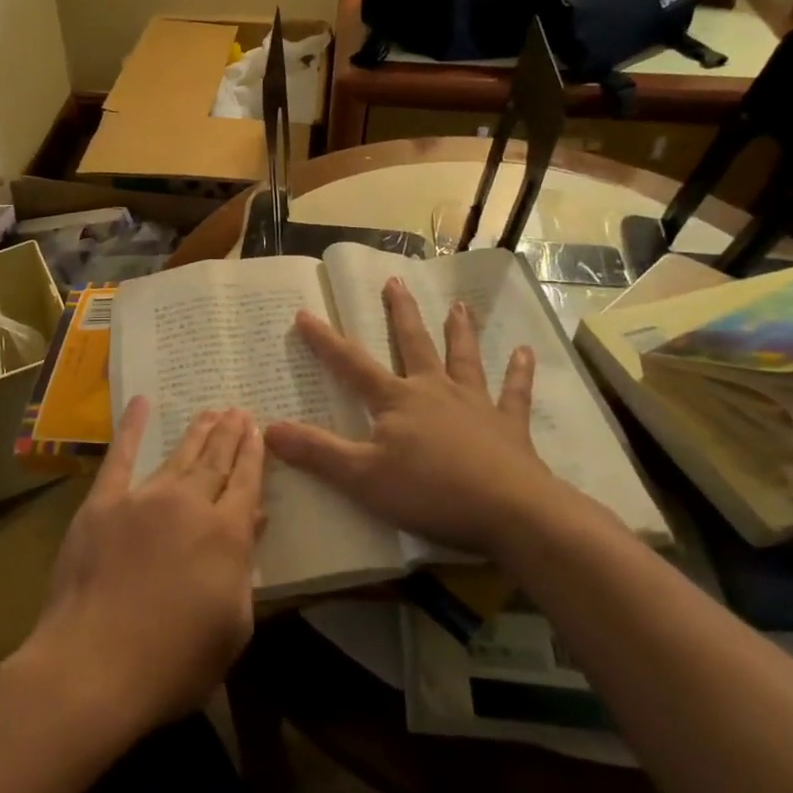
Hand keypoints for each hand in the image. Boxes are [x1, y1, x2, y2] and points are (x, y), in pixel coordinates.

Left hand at [20, 399, 263, 736]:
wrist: (94, 665)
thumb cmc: (174, 663)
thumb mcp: (232, 626)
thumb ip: (244, 568)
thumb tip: (253, 519)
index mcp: (226, 534)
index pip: (246, 482)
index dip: (253, 454)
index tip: (258, 429)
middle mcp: (189, 504)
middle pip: (216, 460)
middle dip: (229, 434)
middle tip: (238, 409)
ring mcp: (143, 498)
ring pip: (178, 455)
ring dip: (197, 431)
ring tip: (210, 411)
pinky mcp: (103, 503)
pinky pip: (120, 456)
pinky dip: (132, 428)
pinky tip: (142, 403)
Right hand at [264, 277, 562, 552]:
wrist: (511, 511)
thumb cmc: (431, 492)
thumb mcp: (362, 477)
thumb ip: (317, 452)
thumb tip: (268, 428)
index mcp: (397, 400)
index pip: (351, 364)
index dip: (325, 341)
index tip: (305, 314)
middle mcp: (434, 390)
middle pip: (413, 344)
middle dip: (400, 313)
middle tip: (395, 281)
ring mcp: (475, 404)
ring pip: (463, 358)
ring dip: (459, 331)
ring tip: (459, 305)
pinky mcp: (509, 426)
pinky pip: (514, 393)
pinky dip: (519, 373)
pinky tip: (524, 352)